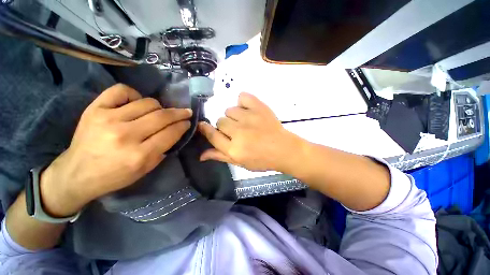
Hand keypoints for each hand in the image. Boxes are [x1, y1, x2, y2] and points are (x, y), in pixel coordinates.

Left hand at [40, 84, 191, 216]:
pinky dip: (134, 94)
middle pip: (162, 116)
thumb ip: (164, 149)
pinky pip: (122, 91)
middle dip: (179, 113)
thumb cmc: (115, 175)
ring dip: (159, 107)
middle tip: (185, 112)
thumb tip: (176, 130)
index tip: (188, 122)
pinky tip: (136, 103)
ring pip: (147, 102)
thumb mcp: (146, 169)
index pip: (171, 133)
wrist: (77, 173)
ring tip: (157, 113)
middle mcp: (125, 135)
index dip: (183, 125)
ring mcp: (108, 119)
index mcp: (139, 155)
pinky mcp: (95, 109)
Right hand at [198, 92, 304, 171]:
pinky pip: (242, 97)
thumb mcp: (240, 163)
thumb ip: (220, 156)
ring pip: (230, 110)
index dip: (205, 129)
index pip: (212, 135)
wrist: (284, 149)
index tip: (204, 126)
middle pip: (220, 121)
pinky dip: (243, 102)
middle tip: (237, 131)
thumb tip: (201, 155)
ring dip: (234, 116)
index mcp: (234, 149)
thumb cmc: (262, 159)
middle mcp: (239, 132)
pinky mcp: (259, 107)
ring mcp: (249, 118)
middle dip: (225, 127)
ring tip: (245, 122)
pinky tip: (248, 110)